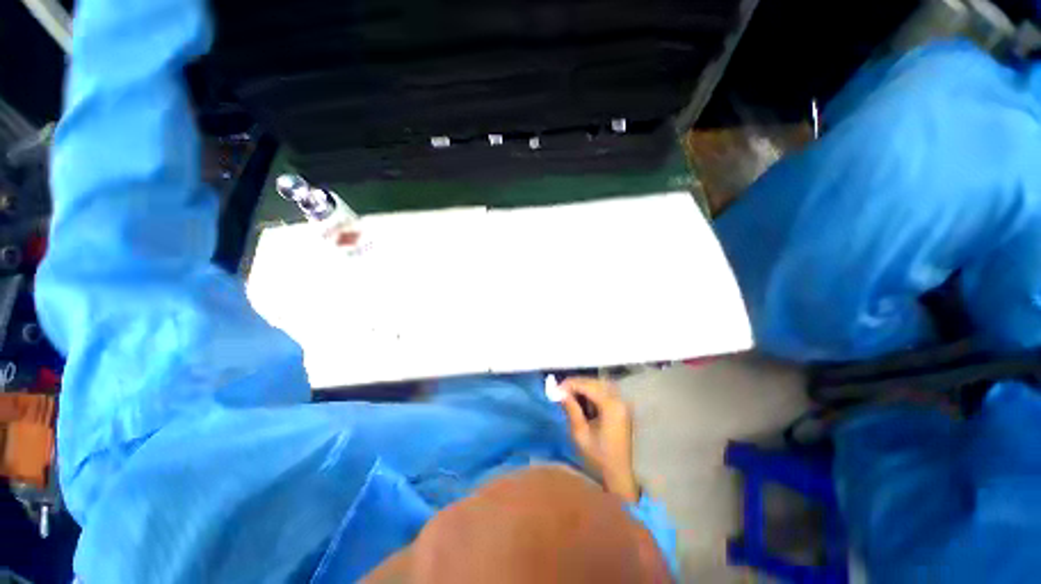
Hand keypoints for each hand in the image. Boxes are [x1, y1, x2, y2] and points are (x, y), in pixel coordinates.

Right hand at [560, 377, 639, 502]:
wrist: (619, 474)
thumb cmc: (598, 457)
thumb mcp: (580, 434)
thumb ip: (571, 409)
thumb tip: (559, 392)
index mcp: (611, 407)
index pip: (588, 386)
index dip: (570, 384)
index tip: (555, 389)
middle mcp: (619, 400)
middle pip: (594, 382)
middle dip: (576, 383)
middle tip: (560, 391)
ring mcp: (621, 403)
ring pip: (599, 385)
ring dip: (583, 387)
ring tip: (568, 394)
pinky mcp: (620, 407)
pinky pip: (603, 392)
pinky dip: (590, 392)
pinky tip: (580, 400)